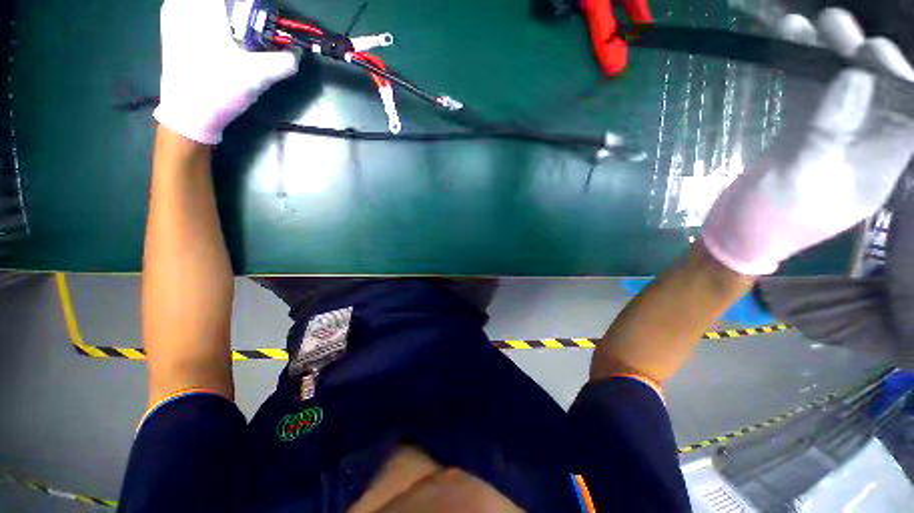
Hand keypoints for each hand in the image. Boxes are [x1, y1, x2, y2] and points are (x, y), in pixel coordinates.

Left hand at [154, 0, 299, 143]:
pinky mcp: (172, 27)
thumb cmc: (219, 90)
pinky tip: (225, 37)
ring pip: (211, 5)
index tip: (265, 19)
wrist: (188, 115)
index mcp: (200, 6)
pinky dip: (218, 19)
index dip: (253, 6)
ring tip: (242, 35)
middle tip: (255, 28)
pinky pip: (198, 10)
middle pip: (223, 1)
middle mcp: (182, 2)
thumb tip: (297, 53)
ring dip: (230, 14)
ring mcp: (173, 13)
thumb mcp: (258, 76)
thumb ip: (284, 61)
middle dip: (242, 10)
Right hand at [701, 8, 913, 274]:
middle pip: (874, 93)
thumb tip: (854, 78)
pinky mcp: (802, 130)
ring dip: (828, 55)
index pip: (905, 115)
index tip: (871, 51)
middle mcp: (862, 143)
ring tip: (811, 23)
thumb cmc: (771, 221)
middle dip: (860, 57)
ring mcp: (831, 133)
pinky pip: (807, 93)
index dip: (896, 79)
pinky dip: (800, 69)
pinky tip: (789, 44)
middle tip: (836, 25)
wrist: (735, 232)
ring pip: (839, 86)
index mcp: (878, 164)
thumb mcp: (800, 183)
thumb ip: (828, 134)